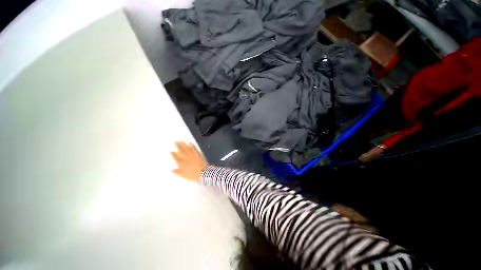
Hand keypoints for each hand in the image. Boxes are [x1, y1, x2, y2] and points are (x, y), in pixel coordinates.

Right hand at [171, 141, 208, 181]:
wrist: (203, 172)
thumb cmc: (193, 175)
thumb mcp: (184, 175)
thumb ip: (178, 172)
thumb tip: (171, 170)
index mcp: (182, 163)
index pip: (175, 157)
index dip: (173, 154)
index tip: (171, 151)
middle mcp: (186, 158)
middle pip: (181, 151)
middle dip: (178, 146)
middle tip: (176, 142)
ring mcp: (192, 155)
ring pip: (187, 148)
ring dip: (184, 144)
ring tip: (181, 140)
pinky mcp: (198, 154)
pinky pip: (194, 148)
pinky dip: (192, 145)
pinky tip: (190, 142)